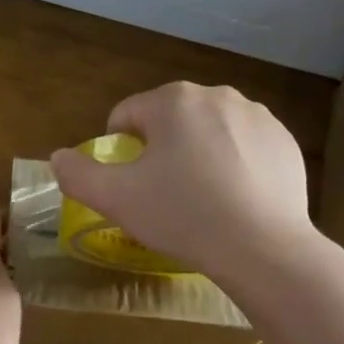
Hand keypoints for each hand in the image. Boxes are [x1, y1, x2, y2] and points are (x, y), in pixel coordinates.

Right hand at [49, 83, 312, 282]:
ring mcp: (257, 116)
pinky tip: (236, 199)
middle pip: (170, 120)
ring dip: (198, 154)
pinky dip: (235, 164)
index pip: (127, 115)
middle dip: (161, 150)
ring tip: (202, 199)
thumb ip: (78, 174)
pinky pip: (245, 146)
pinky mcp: (285, 141)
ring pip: (209, 131)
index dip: (119, 150)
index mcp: (173, 100)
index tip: (130, 184)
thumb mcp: (117, 199)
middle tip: (164, 194)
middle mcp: (216, 95)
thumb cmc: (184, 215)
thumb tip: (58, 157)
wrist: (265, 248)